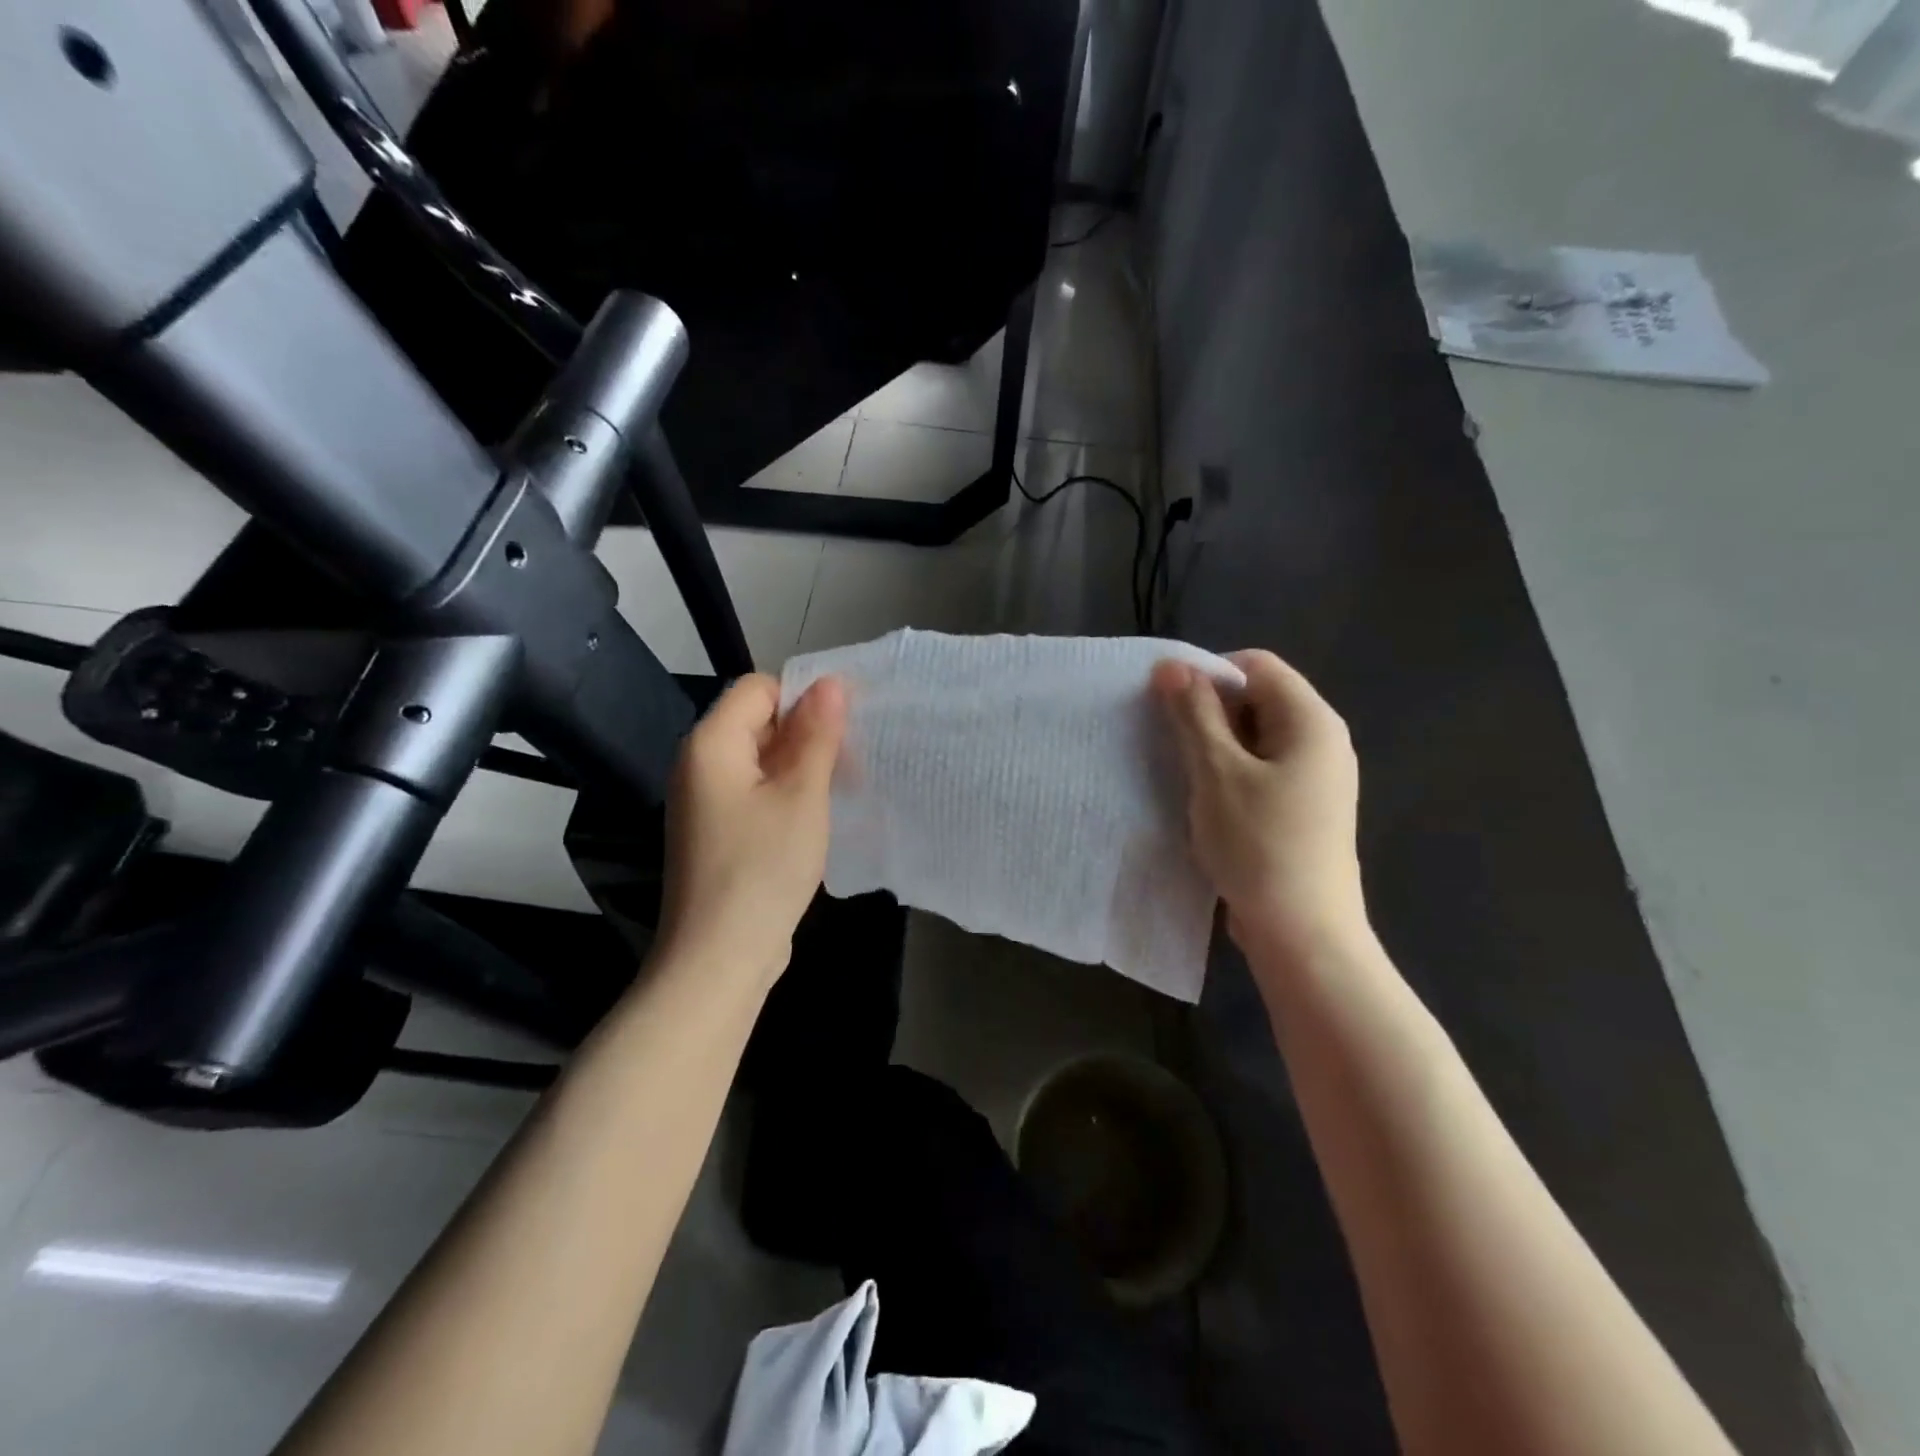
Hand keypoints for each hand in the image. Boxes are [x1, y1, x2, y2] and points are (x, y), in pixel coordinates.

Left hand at [657, 674, 846, 986]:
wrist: (719, 958)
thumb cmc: (763, 869)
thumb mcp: (801, 796)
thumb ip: (817, 736)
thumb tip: (831, 682)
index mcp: (711, 743)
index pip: (759, 688)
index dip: (804, 698)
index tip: (846, 728)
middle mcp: (699, 764)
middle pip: (758, 721)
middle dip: (807, 734)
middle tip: (852, 761)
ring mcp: (706, 801)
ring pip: (761, 760)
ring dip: (801, 767)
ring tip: (842, 788)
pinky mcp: (717, 832)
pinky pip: (755, 793)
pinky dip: (786, 795)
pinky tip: (817, 817)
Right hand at [1152, 650, 1366, 962]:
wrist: (1303, 934)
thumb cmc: (1260, 845)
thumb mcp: (1217, 772)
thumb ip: (1194, 714)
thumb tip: (1171, 665)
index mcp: (1311, 721)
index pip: (1256, 666)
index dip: (1209, 675)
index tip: (1170, 707)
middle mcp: (1321, 741)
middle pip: (1257, 699)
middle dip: (1208, 712)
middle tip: (1171, 744)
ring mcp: (1315, 778)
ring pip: (1254, 739)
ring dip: (1214, 747)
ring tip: (1184, 774)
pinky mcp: (1302, 809)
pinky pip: (1261, 771)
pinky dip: (1229, 775)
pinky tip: (1205, 802)